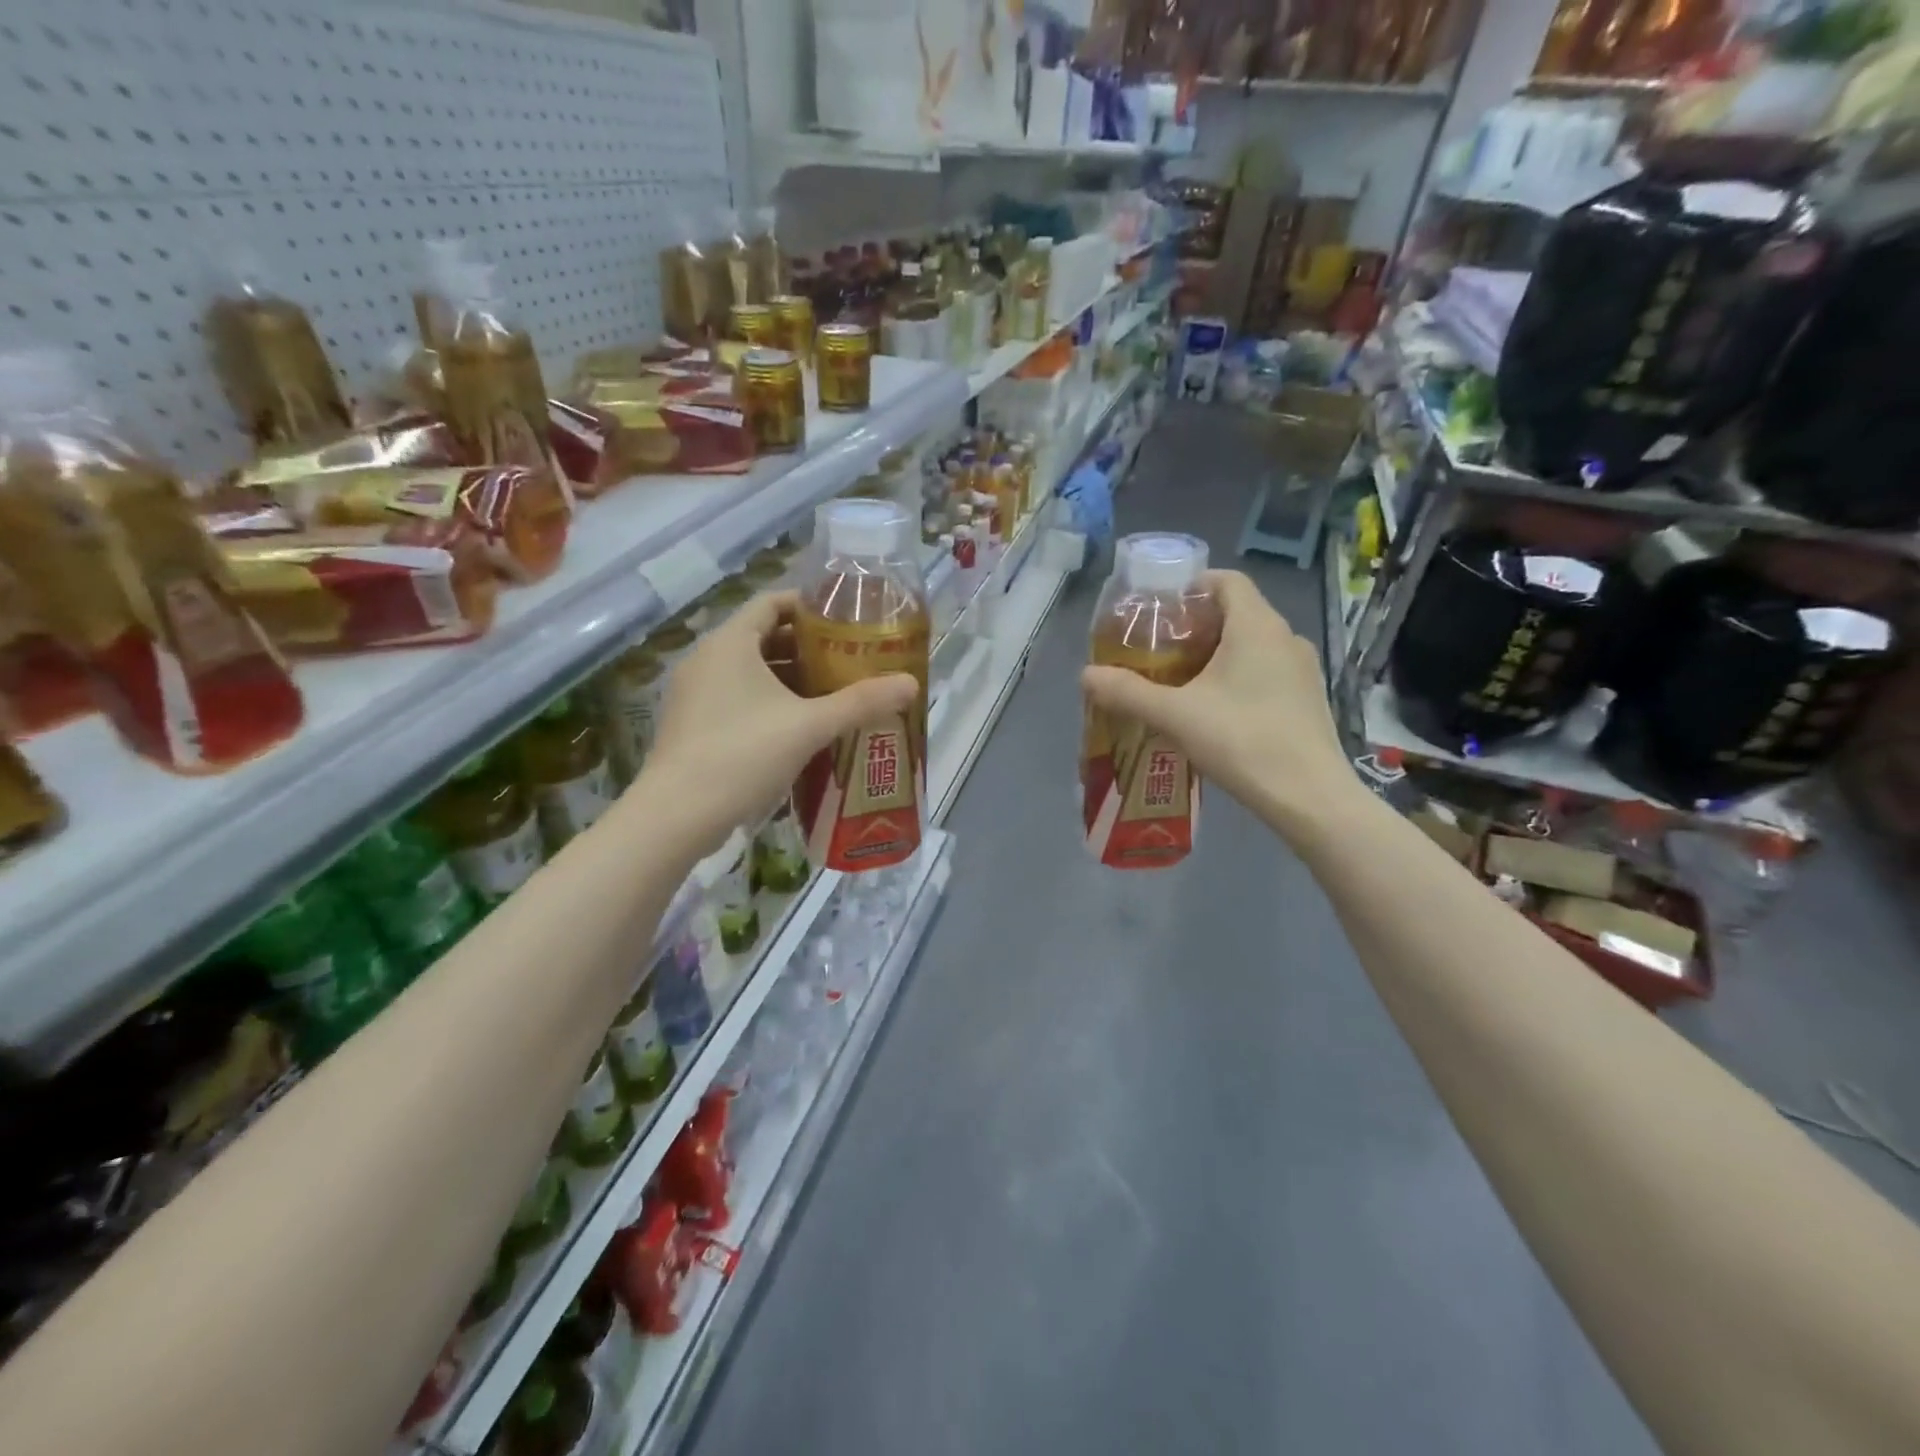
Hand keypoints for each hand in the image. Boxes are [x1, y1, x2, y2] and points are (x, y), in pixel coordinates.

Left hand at [638, 591, 917, 857]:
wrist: (677, 815)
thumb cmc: (744, 754)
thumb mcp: (810, 726)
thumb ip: (861, 702)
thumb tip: (911, 684)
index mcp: (731, 643)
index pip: (772, 603)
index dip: (809, 607)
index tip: (845, 622)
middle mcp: (707, 659)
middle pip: (763, 637)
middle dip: (806, 648)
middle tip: (847, 661)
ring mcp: (694, 693)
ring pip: (749, 672)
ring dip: (788, 679)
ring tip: (830, 694)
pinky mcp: (692, 724)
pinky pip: (736, 698)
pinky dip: (767, 703)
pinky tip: (797, 728)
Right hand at [1080, 569, 1360, 841]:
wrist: (1310, 797)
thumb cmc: (1242, 741)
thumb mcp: (1175, 715)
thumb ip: (1128, 692)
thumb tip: (1085, 675)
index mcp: (1256, 626)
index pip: (1226, 580)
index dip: (1192, 587)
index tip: (1160, 611)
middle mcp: (1285, 637)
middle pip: (1237, 612)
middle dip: (1196, 627)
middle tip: (1160, 652)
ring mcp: (1303, 669)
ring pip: (1253, 645)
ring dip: (1218, 655)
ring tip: (1183, 683)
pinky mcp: (1309, 699)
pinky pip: (1268, 671)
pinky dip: (1239, 677)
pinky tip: (1217, 712)